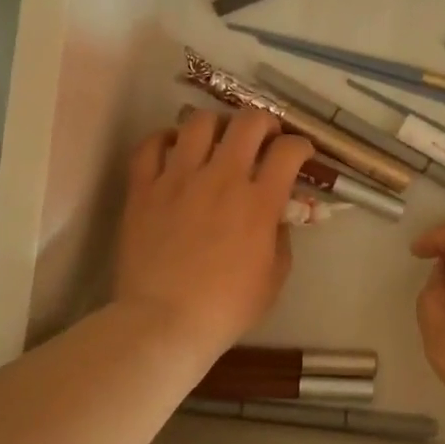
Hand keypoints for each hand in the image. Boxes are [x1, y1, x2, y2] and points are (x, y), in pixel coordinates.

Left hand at [114, 108, 313, 363]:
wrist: (164, 321)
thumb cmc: (226, 307)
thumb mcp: (274, 279)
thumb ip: (281, 239)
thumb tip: (275, 217)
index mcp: (259, 201)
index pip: (288, 151)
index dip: (301, 146)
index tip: (300, 155)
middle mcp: (221, 178)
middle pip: (248, 123)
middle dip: (264, 122)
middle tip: (264, 137)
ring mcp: (178, 178)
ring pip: (199, 122)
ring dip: (216, 124)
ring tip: (218, 138)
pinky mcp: (143, 188)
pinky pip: (151, 145)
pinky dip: (165, 139)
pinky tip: (174, 148)